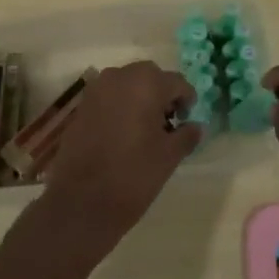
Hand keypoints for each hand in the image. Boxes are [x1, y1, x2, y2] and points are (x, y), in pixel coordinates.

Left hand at [36, 62, 200, 259]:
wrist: (81, 202)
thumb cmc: (133, 175)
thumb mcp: (169, 157)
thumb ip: (186, 135)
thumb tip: (196, 126)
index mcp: (146, 83)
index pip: (177, 82)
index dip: (186, 100)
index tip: (186, 122)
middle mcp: (120, 76)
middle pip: (150, 76)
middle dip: (162, 94)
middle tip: (168, 124)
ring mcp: (97, 89)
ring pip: (128, 83)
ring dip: (140, 98)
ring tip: (145, 129)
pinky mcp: (82, 105)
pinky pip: (109, 96)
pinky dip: (121, 106)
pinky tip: (123, 133)